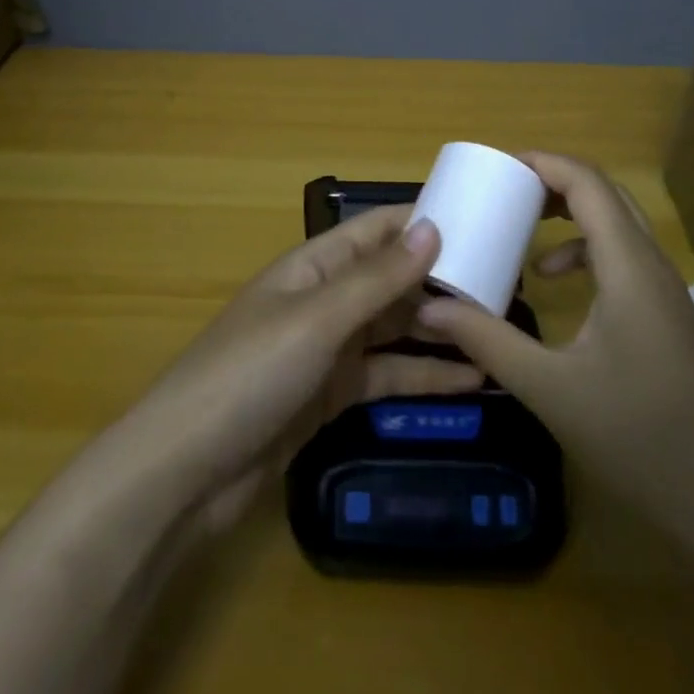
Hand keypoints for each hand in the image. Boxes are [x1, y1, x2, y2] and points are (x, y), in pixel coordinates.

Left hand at [120, 207, 483, 530]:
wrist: (186, 470)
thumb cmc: (250, 373)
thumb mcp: (317, 319)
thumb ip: (377, 279)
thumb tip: (432, 227)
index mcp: (314, 265)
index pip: (377, 230)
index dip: (423, 222)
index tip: (482, 222)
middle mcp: (324, 299)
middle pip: (391, 279)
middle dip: (441, 279)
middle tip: (507, 284)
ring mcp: (328, 349)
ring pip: (394, 329)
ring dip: (440, 329)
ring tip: (499, 330)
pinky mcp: (332, 396)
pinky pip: (388, 376)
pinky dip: (425, 377)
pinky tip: (472, 381)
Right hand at [417, 152, 693, 531]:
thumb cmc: (638, 437)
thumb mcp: (549, 388)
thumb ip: (487, 339)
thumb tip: (429, 306)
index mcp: (629, 267)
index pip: (588, 183)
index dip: (543, 163)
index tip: (497, 168)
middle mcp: (652, 265)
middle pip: (606, 194)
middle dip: (553, 182)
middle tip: (504, 191)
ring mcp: (666, 291)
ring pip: (618, 224)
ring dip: (570, 214)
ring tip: (523, 229)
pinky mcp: (668, 315)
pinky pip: (624, 257)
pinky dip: (585, 251)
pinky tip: (557, 284)